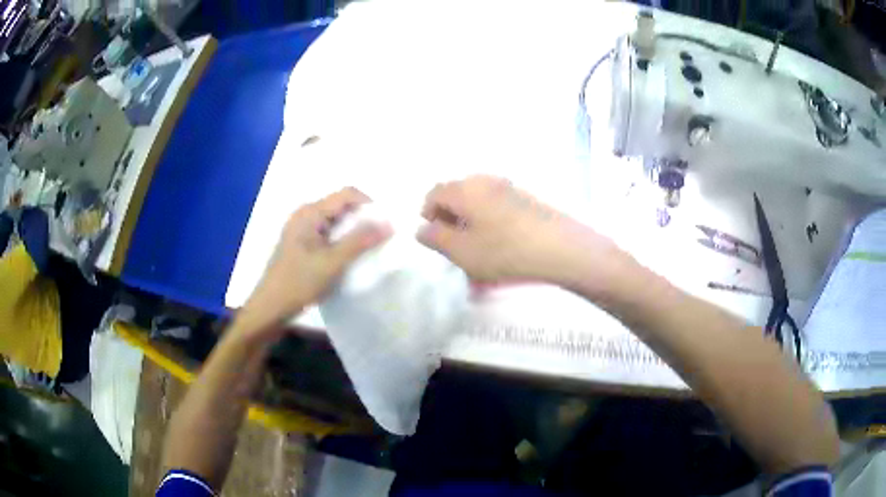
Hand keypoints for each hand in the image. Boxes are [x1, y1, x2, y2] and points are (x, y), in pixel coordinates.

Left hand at [239, 187, 391, 334]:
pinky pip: (327, 232)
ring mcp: (301, 229)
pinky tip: (347, 257)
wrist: (270, 307)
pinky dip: (342, 240)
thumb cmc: (299, 282)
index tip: (383, 226)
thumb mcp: (333, 262)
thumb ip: (360, 241)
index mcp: (310, 212)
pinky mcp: (301, 243)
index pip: (347, 194)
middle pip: (341, 205)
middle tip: (378, 239)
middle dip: (363, 218)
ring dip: (353, 230)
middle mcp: (305, 214)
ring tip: (366, 249)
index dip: (369, 205)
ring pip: (335, 220)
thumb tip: (389, 224)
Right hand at [417, 175, 615, 284]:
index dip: (428, 213)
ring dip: (471, 222)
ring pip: (479, 202)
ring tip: (478, 249)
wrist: (562, 248)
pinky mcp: (527, 197)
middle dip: (450, 219)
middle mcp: (485, 181)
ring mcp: (509, 187)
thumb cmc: (505, 250)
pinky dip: (491, 223)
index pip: (435, 193)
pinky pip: (498, 207)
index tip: (433, 237)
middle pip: (457, 195)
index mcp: (465, 189)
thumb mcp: (462, 251)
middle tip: (455, 246)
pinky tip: (500, 246)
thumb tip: (423, 229)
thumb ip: (436, 238)